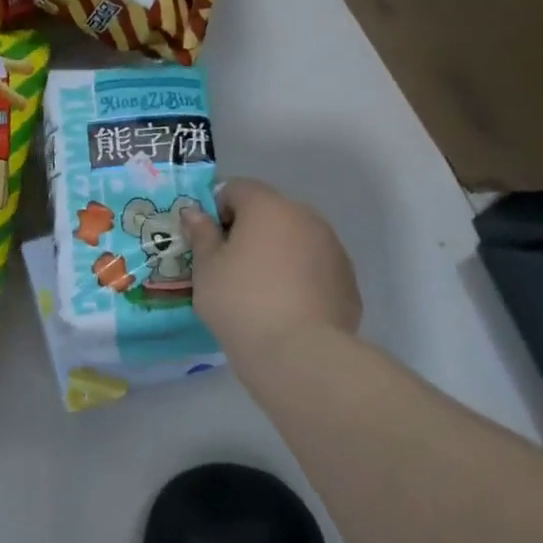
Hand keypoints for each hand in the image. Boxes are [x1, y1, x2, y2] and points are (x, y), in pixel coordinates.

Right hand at [182, 179, 361, 361]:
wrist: (300, 354)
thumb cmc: (241, 302)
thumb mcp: (207, 268)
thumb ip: (201, 234)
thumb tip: (195, 213)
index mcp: (268, 207)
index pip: (237, 188)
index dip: (217, 209)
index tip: (208, 241)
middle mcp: (306, 217)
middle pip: (270, 212)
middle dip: (250, 231)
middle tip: (230, 268)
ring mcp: (333, 248)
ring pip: (296, 239)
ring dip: (278, 253)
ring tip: (260, 292)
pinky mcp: (348, 280)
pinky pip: (315, 268)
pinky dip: (300, 278)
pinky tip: (287, 309)